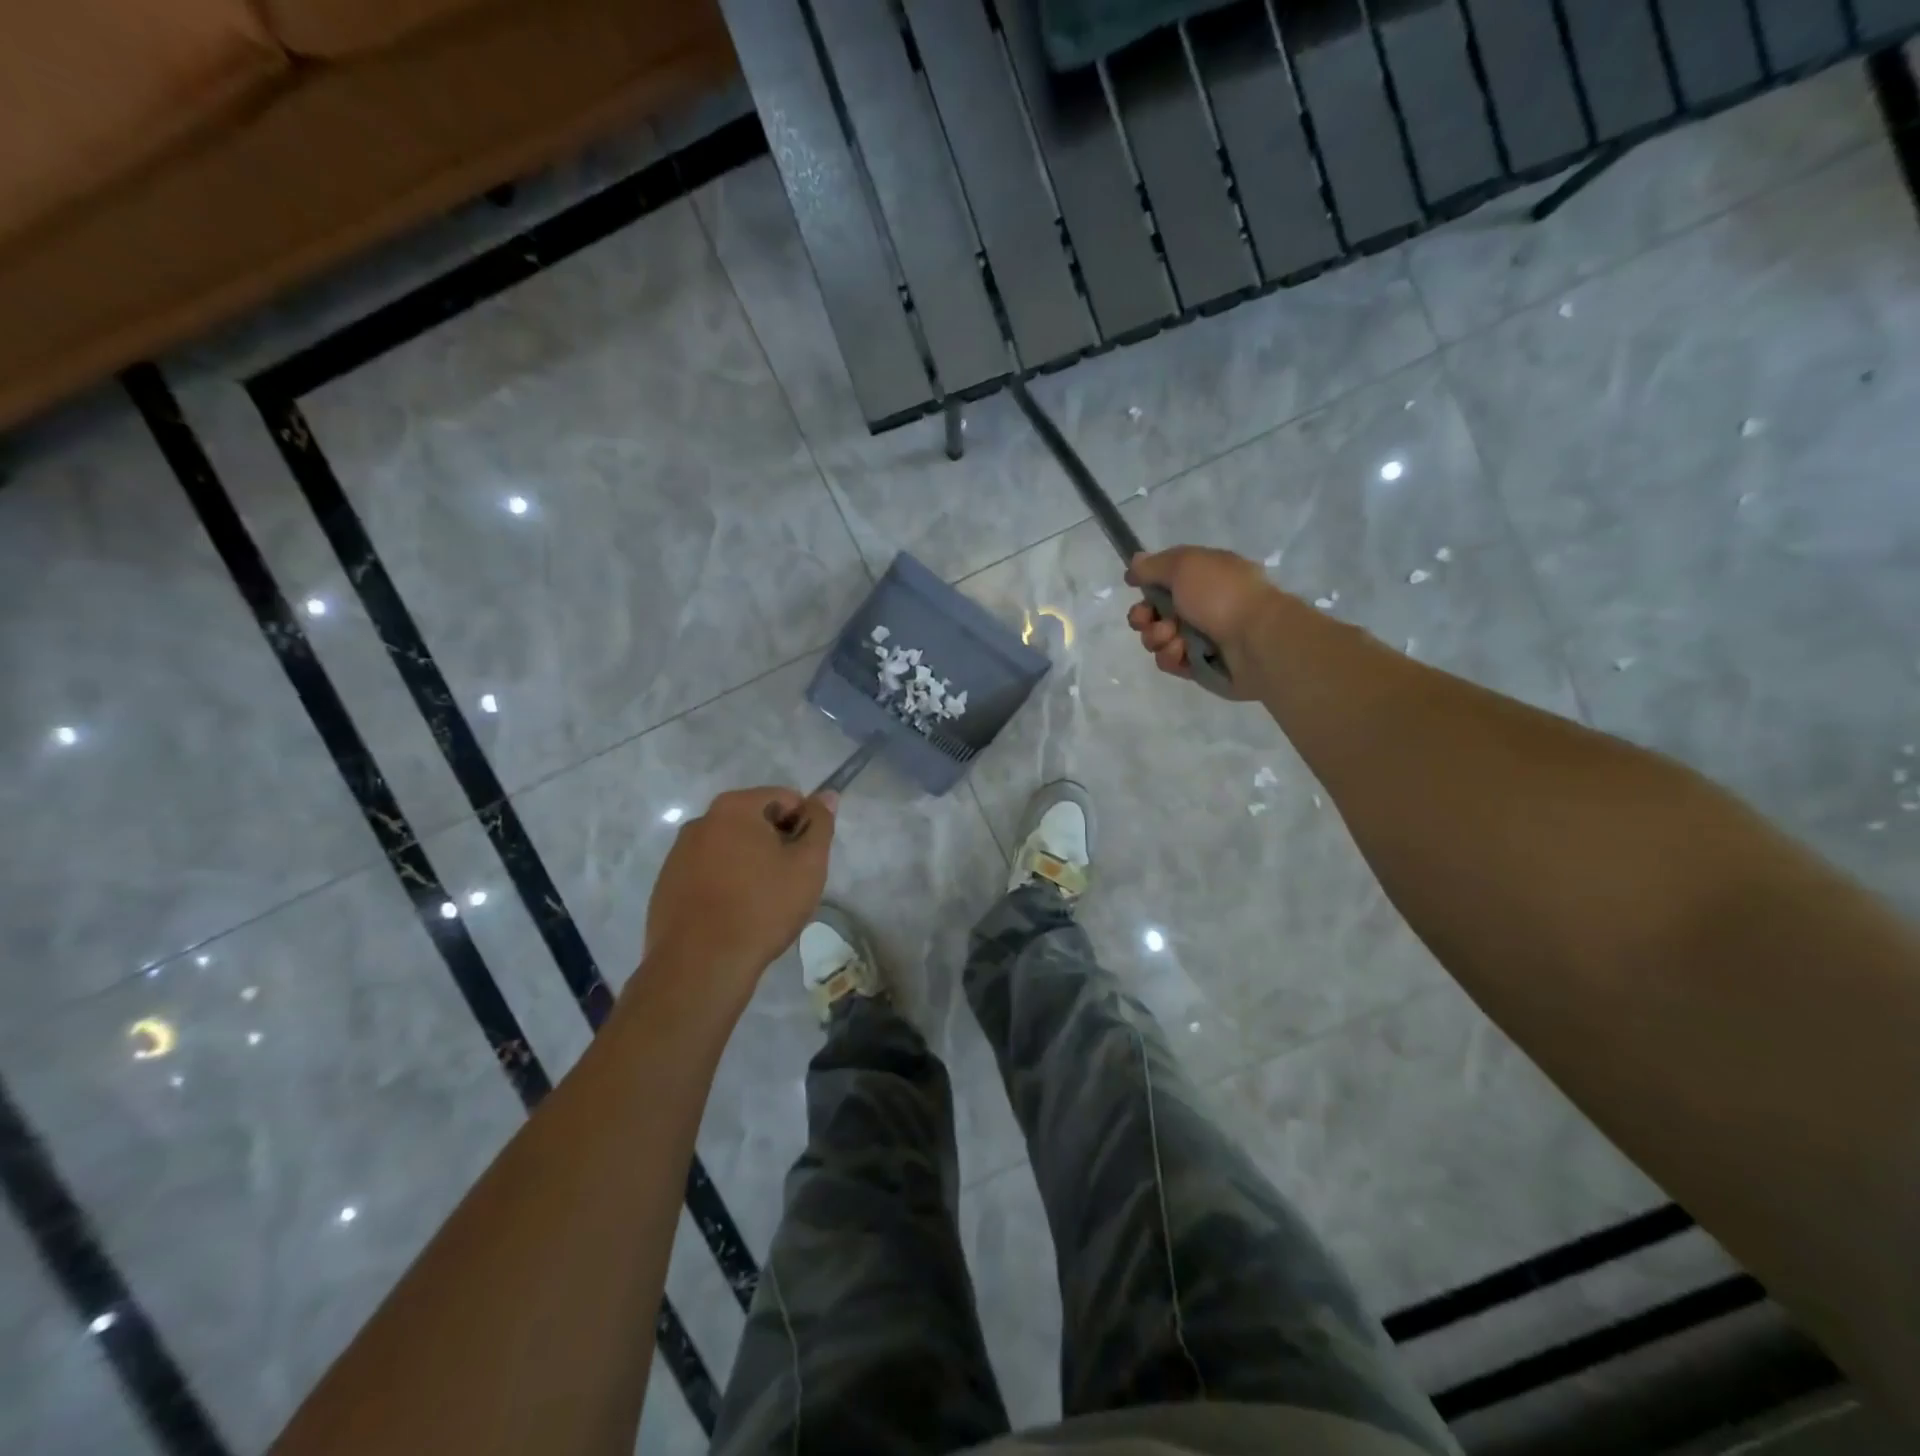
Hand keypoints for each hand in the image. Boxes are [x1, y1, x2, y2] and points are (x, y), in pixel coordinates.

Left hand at [644, 786, 836, 1008]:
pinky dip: (725, 884)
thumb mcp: (808, 864)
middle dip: (776, 844)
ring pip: (730, 848)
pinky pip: (707, 873)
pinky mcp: (667, 885)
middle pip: (755, 820)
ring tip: (760, 904)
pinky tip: (733, 916)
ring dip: (750, 864)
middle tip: (788, 883)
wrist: (700, 966)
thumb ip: (820, 824)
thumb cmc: (761, 908)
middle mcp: (701, 821)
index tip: (807, 860)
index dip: (804, 825)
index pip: (785, 798)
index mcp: (735, 807)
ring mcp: (678, 853)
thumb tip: (825, 796)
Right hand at [1125, 546, 1281, 700]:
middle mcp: (1203, 604)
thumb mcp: (1185, 565)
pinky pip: (1171, 661)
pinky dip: (1172, 657)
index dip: (1147, 584)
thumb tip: (1135, 562)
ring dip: (1157, 637)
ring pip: (1159, 638)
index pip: (1165, 579)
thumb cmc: (1221, 595)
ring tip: (1173, 638)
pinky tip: (1182, 653)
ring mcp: (1203, 637)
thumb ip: (1155, 565)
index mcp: (1205, 575)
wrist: (1256, 640)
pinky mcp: (1201, 665)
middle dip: (1143, 616)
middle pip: (1156, 612)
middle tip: (1147, 620)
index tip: (1135, 587)